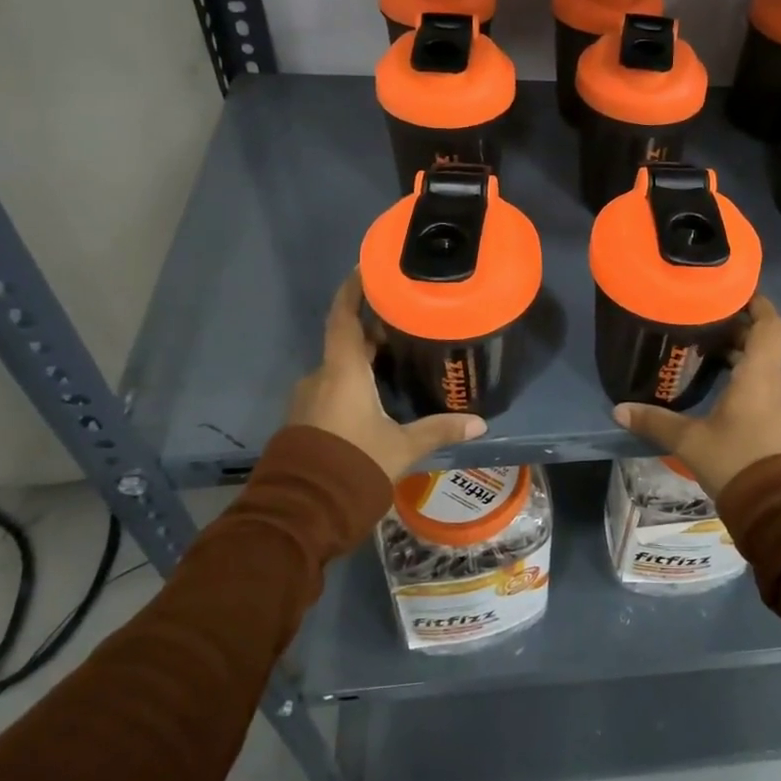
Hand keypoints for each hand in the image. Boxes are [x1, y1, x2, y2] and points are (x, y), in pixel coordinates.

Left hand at [287, 273, 486, 479]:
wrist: (300, 512)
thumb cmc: (354, 466)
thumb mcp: (402, 448)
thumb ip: (438, 430)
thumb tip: (480, 424)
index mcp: (343, 372)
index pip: (344, 317)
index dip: (353, 290)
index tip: (366, 268)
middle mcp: (321, 377)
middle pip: (346, 341)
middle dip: (373, 329)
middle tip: (405, 319)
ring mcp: (308, 399)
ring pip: (339, 368)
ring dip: (363, 359)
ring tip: (397, 357)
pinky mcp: (305, 420)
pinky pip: (332, 388)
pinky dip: (353, 381)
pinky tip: (376, 395)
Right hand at [612, 296, 780, 502]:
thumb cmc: (738, 462)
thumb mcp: (690, 442)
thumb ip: (655, 422)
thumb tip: (618, 410)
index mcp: (761, 374)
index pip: (771, 324)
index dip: (757, 303)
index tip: (734, 293)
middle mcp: (779, 382)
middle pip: (766, 342)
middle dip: (740, 329)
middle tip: (707, 323)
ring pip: (768, 365)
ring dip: (745, 355)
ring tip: (710, 352)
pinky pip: (769, 386)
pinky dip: (750, 377)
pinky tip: (724, 389)